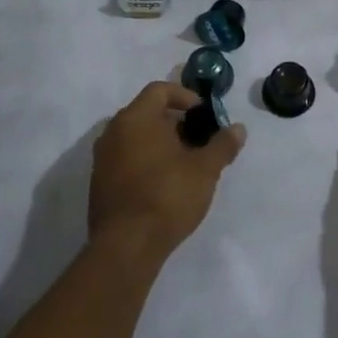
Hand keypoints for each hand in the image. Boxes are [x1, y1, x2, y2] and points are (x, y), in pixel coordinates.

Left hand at [89, 82, 244, 264]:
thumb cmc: (167, 196)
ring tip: (184, 162)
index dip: (185, 96)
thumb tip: (238, 129)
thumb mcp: (205, 170)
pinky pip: (125, 157)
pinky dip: (145, 159)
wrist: (126, 247)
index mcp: (136, 119)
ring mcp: (102, 158)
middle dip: (174, 121)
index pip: (159, 90)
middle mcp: (113, 131)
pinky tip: (163, 182)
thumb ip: (223, 145)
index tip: (203, 114)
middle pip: (146, 112)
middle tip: (198, 139)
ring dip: (159, 141)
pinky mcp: (99, 182)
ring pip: (135, 136)